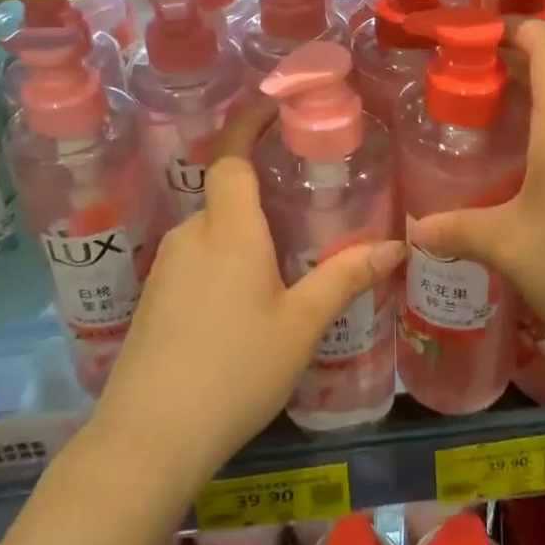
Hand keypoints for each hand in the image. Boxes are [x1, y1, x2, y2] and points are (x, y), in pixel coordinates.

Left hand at [92, 101, 404, 490]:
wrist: (148, 438)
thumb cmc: (235, 370)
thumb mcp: (301, 325)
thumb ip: (345, 278)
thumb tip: (396, 246)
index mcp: (228, 229)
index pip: (231, 155)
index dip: (249, 124)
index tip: (272, 106)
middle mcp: (191, 235)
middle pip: (226, 195)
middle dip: (260, 194)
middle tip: (302, 210)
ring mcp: (166, 267)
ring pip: (212, 232)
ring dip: (243, 235)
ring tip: (282, 263)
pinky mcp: (154, 298)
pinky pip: (195, 261)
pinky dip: (223, 262)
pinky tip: (243, 304)